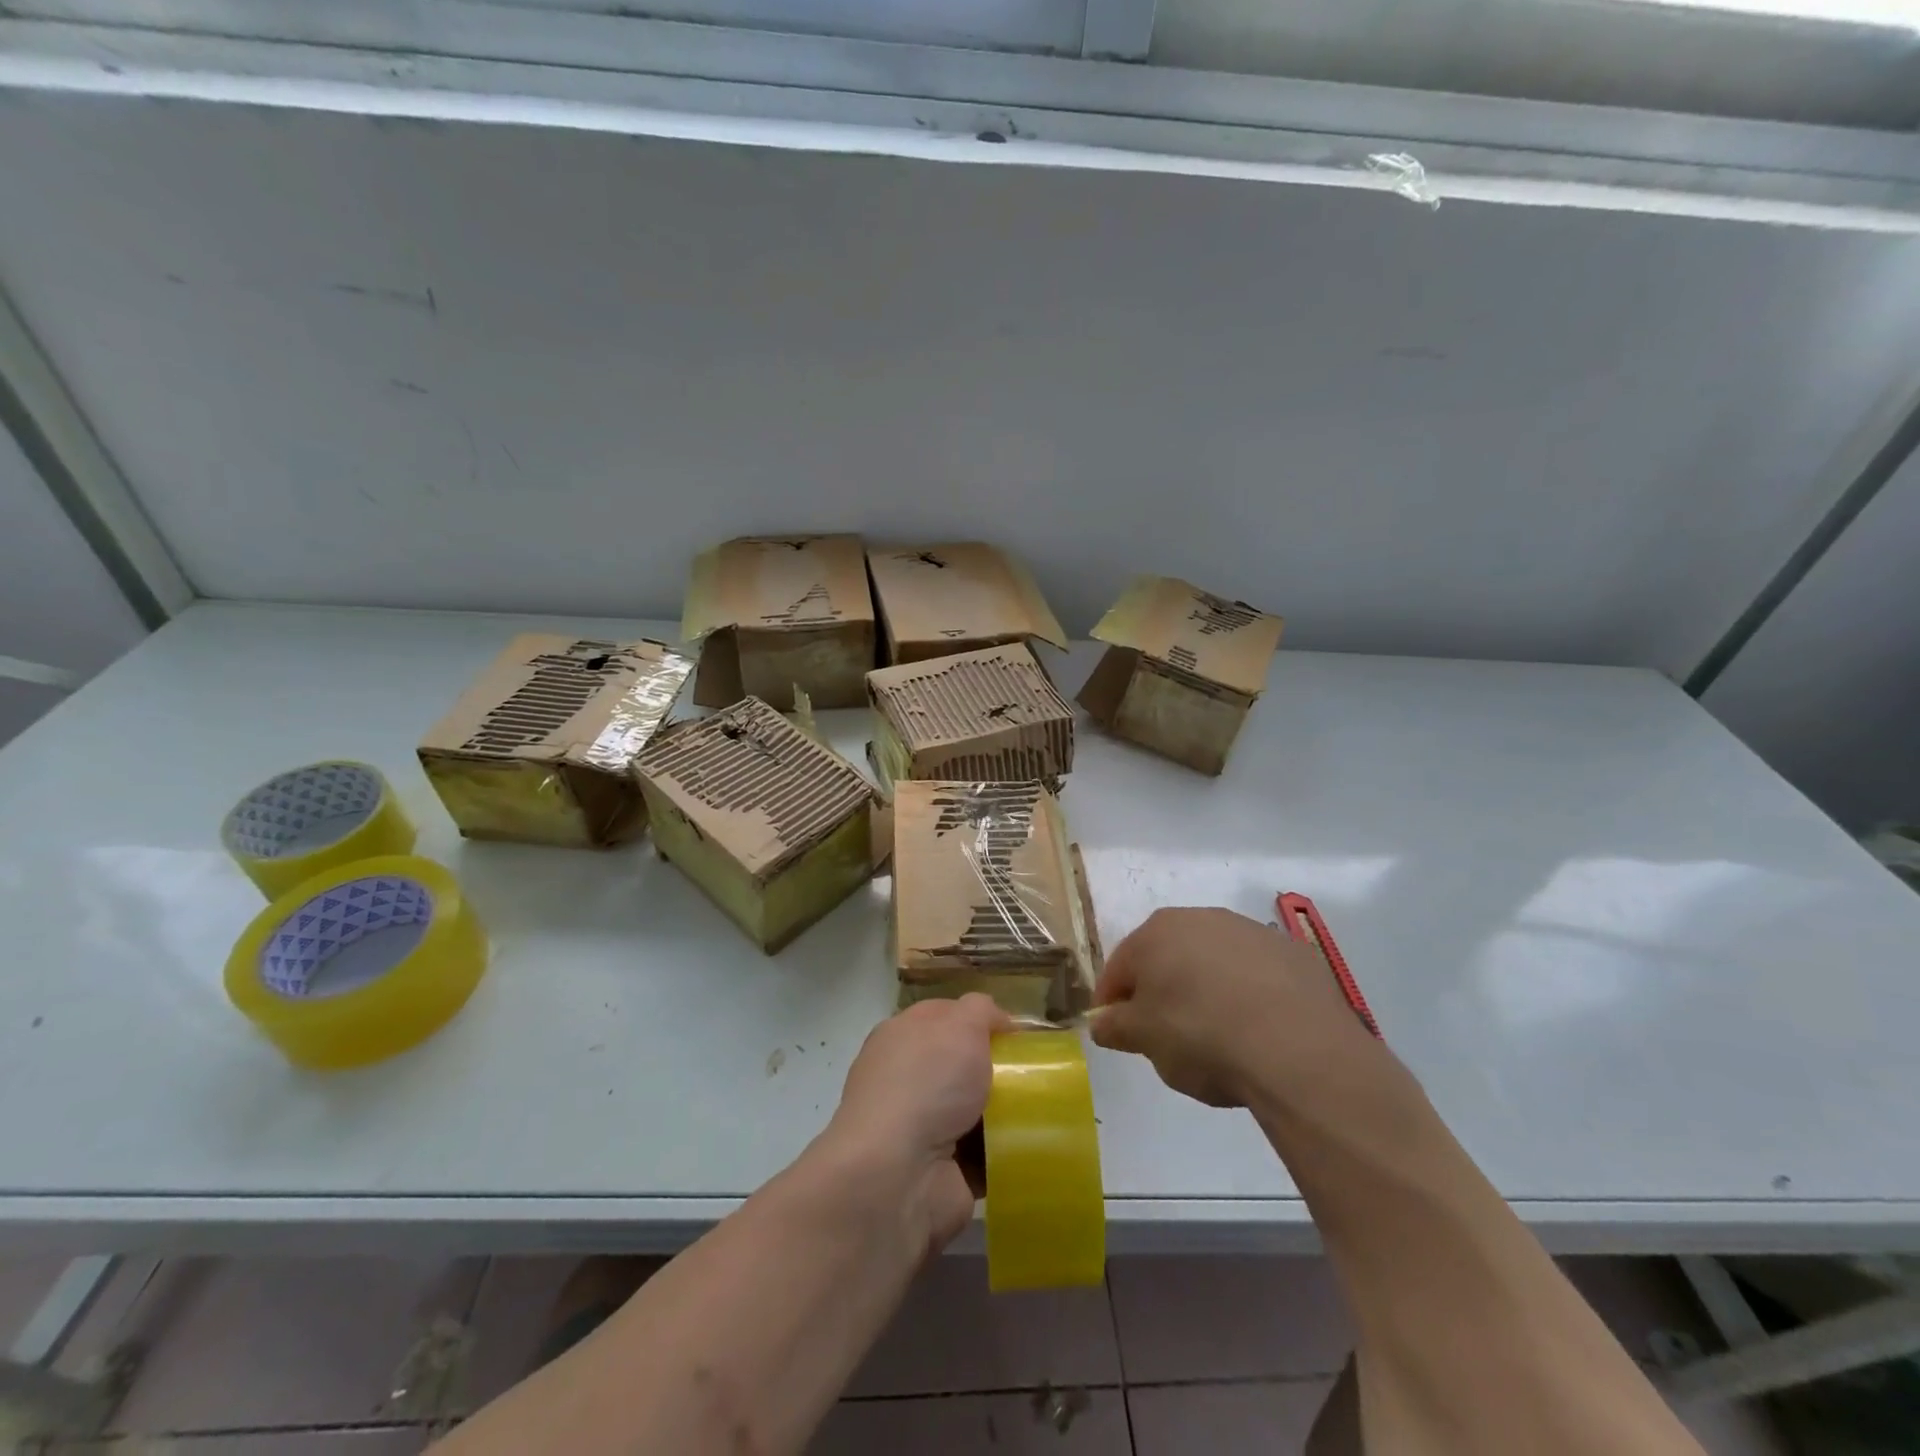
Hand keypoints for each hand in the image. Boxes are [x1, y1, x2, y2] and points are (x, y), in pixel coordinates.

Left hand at [821, 994, 1012, 1256]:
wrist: (897, 1175)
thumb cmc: (926, 1083)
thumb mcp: (960, 1024)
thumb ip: (980, 1010)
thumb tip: (997, 1020)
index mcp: (901, 1038)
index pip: (944, 1017)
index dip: (980, 1020)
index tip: (1018, 1034)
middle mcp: (907, 1080)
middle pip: (962, 1066)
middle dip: (998, 1069)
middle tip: (1037, 1074)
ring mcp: (921, 1129)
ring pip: (976, 1112)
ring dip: (1007, 1114)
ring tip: (1048, 1111)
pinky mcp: (941, 1172)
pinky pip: (985, 1157)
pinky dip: (1007, 1155)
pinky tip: (1036, 1147)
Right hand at [1090, 906, 1376, 1108]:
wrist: (1298, 1049)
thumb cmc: (1201, 1037)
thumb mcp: (1144, 1040)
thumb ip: (1114, 1027)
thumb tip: (1101, 1022)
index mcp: (1156, 932)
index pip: (1119, 968)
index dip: (1113, 1003)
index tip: (1118, 1035)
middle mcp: (1201, 918)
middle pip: (1168, 957)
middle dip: (1162, 991)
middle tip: (1168, 1037)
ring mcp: (1251, 931)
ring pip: (1214, 962)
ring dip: (1208, 989)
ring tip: (1219, 1036)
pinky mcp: (1294, 953)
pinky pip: (1258, 975)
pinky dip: (1251, 995)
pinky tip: (1260, 1031)